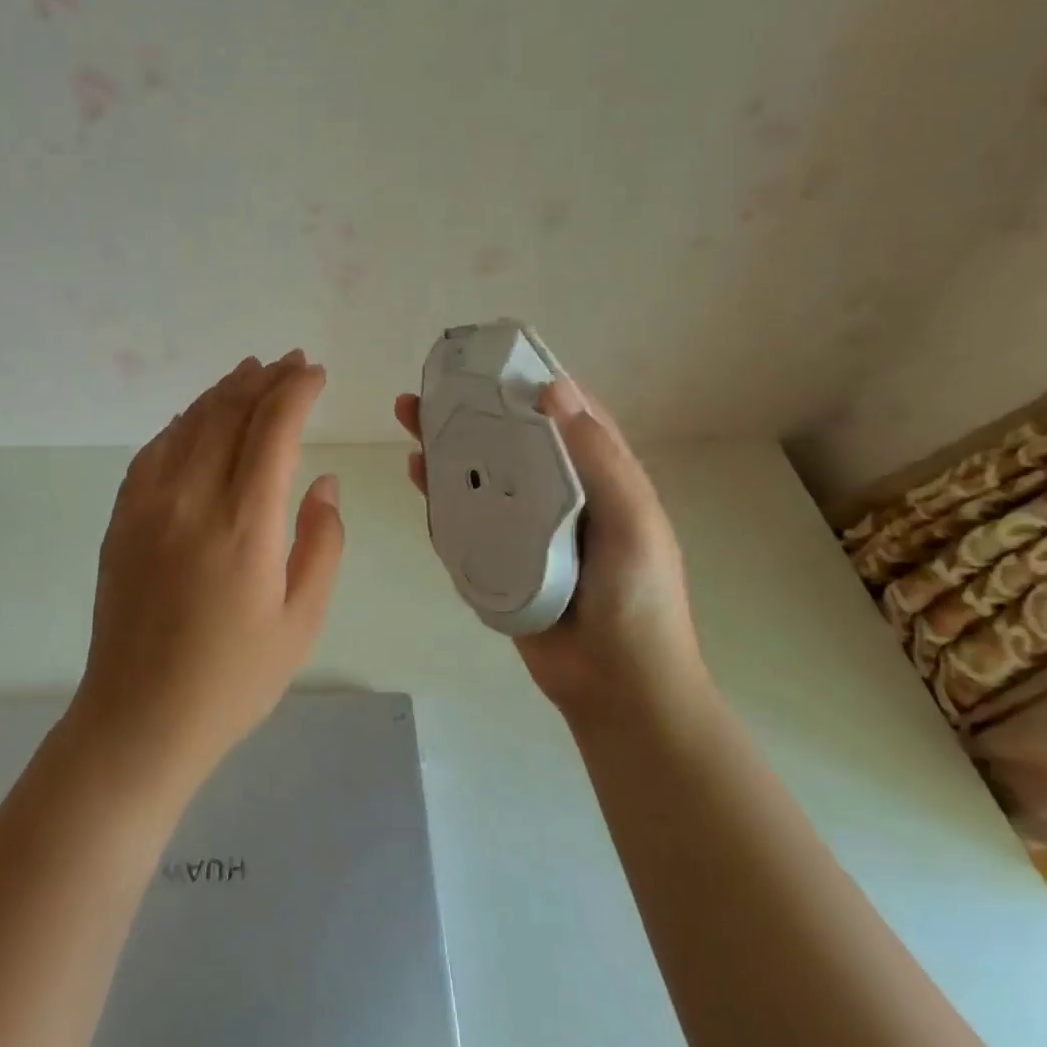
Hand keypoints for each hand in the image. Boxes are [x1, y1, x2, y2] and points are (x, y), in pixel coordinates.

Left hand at [74, 351, 344, 784]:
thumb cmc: (233, 679)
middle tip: (290, 362)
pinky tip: (198, 418)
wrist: (139, 719)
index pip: (273, 430)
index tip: (315, 373)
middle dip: (264, 380)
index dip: (296, 392)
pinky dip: (183, 423)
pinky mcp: (122, 519)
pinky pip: (154, 450)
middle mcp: (192, 500)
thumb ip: (322, 542)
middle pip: (230, 414)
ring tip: (250, 372)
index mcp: (245, 525)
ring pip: (189, 424)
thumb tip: (322, 482)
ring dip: (223, 392)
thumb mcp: (302, 620)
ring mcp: (148, 506)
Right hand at [394, 378, 700, 719]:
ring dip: (448, 446)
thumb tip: (554, 388)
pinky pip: (463, 519)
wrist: (613, 685)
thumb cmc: (637, 599)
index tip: (491, 360)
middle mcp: (558, 494)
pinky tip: (417, 473)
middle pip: (510, 441)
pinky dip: (440, 495)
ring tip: (409, 419)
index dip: (530, 383)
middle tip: (431, 388)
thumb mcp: (633, 521)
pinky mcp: (497, 557)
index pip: (564, 415)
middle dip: (473, 411)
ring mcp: (524, 527)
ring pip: (480, 474)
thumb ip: (598, 459)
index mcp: (599, 477)